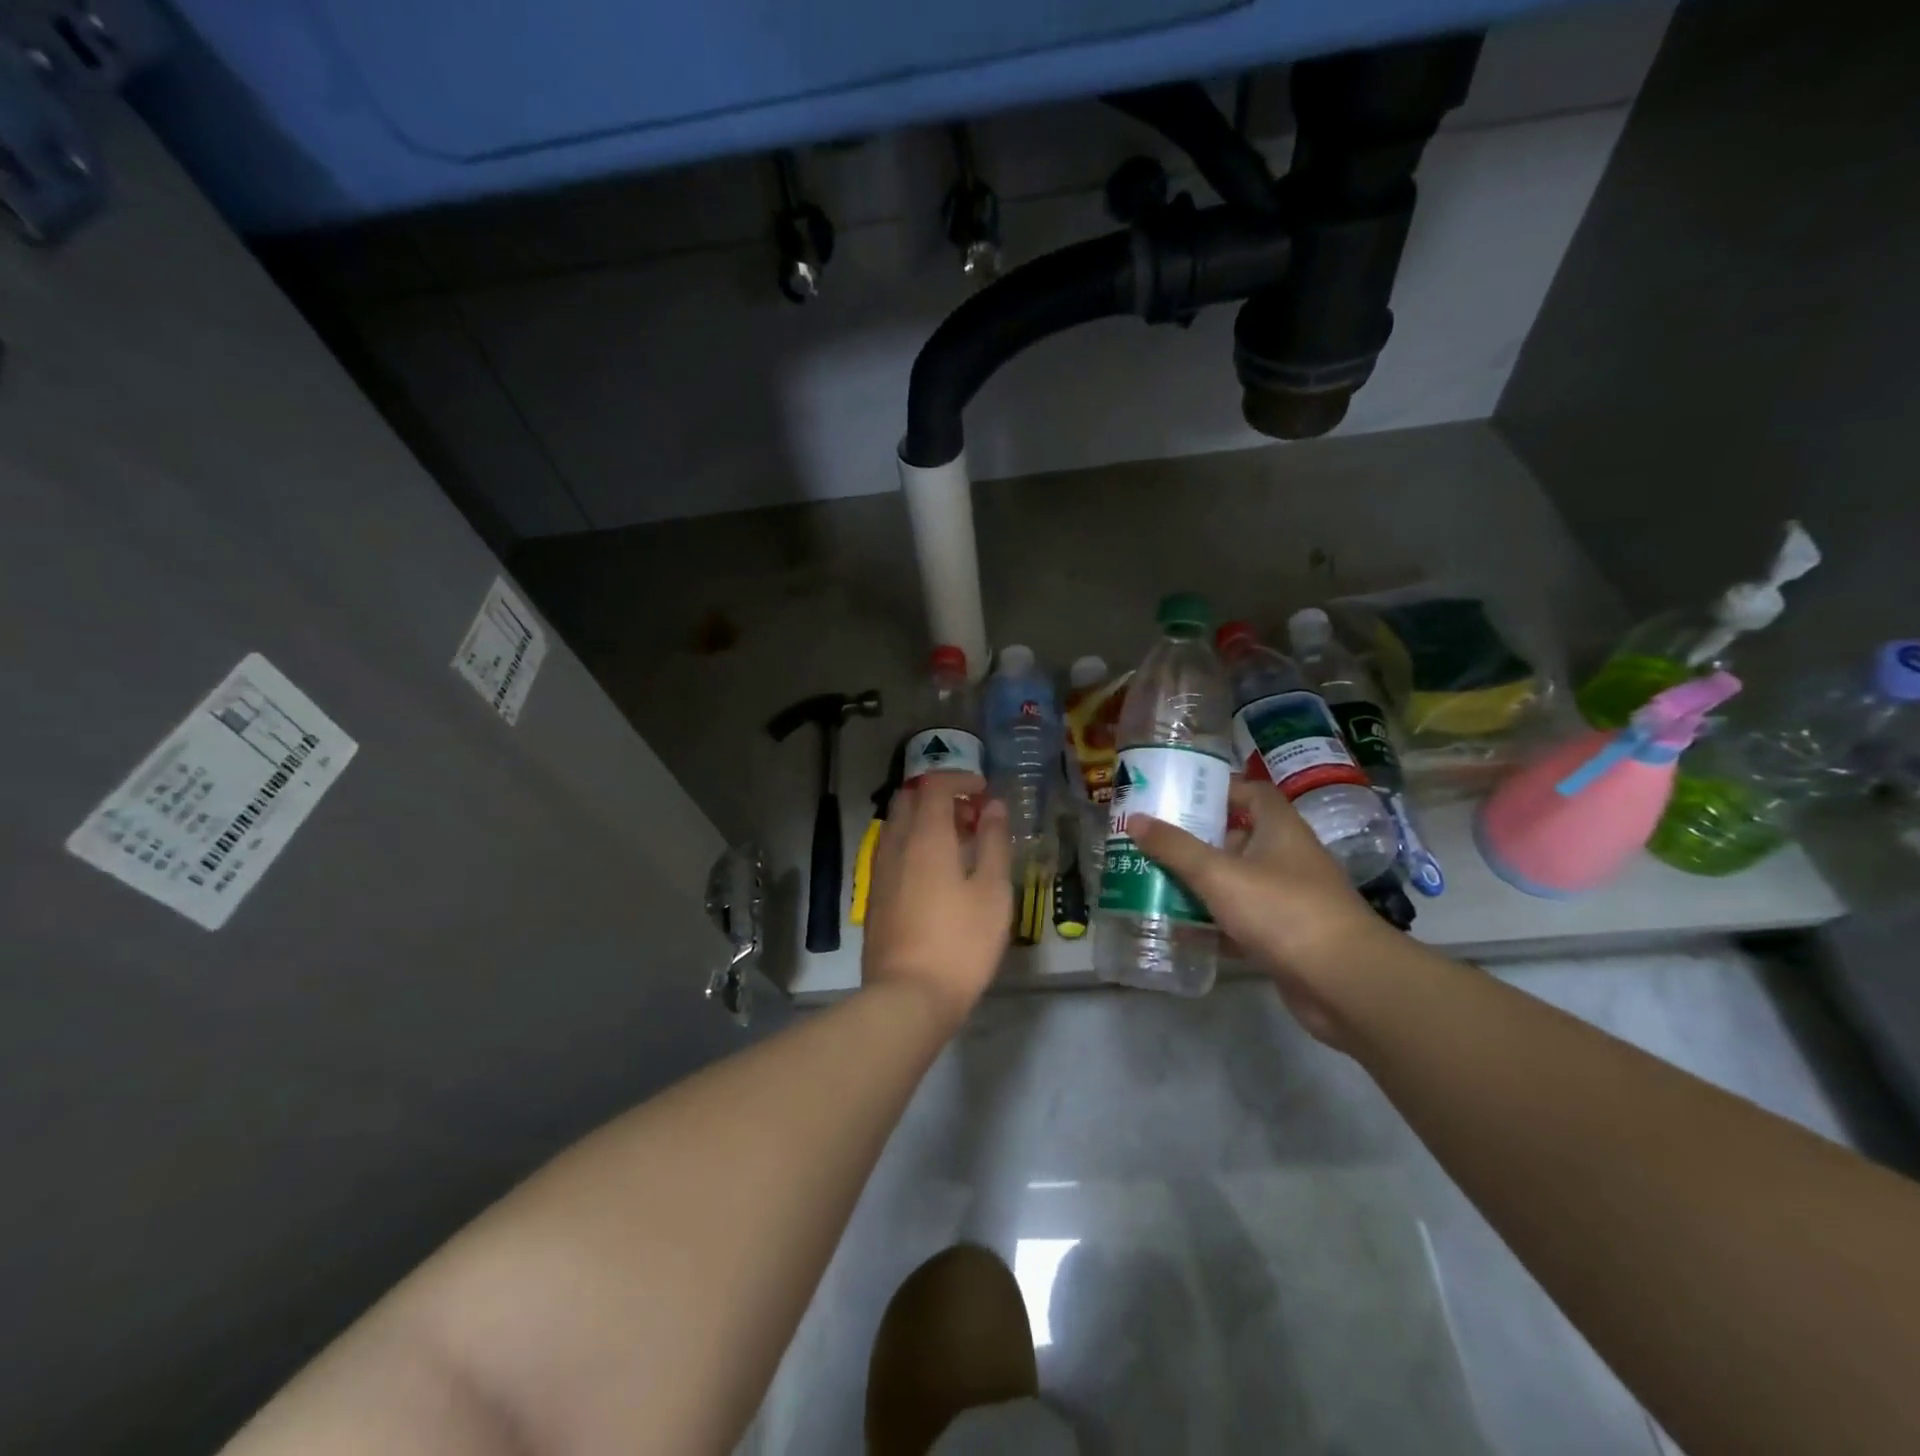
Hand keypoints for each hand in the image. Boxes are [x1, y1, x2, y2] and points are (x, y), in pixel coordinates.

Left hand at [862, 772, 1011, 1032]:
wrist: (908, 996)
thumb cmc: (961, 942)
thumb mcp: (992, 891)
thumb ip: (993, 842)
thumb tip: (994, 807)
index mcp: (925, 837)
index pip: (934, 785)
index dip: (960, 779)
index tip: (984, 792)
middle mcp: (895, 845)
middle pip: (909, 800)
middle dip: (940, 796)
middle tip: (972, 816)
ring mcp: (880, 871)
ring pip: (897, 825)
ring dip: (925, 820)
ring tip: (958, 844)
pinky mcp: (875, 896)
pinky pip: (891, 850)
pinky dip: (913, 844)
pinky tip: (936, 873)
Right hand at [1128, 778, 1391, 1043]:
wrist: (1344, 983)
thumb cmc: (1282, 911)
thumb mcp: (1219, 874)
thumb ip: (1175, 848)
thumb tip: (1135, 820)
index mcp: (1280, 829)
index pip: (1252, 793)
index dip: (1218, 790)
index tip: (1180, 797)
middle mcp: (1287, 858)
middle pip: (1238, 838)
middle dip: (1197, 841)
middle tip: (1155, 843)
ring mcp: (1289, 900)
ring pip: (1237, 883)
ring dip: (1202, 885)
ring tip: (1156, 883)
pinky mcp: (1286, 937)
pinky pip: (1242, 921)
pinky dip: (1215, 923)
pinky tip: (1181, 929)